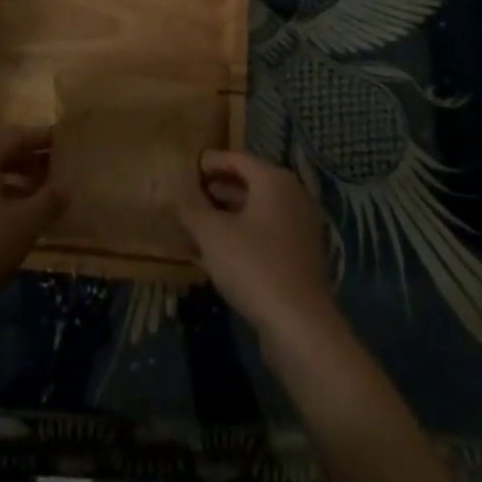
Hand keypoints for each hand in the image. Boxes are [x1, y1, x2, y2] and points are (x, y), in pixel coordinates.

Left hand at [0, 125, 64, 315]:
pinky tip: (13, 221)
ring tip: (40, 199)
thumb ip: (50, 200)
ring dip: (14, 182)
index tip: (66, 144)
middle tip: (57, 173)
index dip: (44, 139)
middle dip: (30, 161)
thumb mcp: (25, 223)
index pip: (17, 134)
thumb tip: (65, 187)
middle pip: (0, 152)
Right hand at [177, 150, 335, 337]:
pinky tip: (220, 251)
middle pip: (250, 183)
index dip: (212, 162)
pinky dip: (244, 234)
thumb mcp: (212, 233)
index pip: (238, 159)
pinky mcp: (301, 256)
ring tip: (200, 223)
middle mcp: (292, 196)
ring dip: (229, 214)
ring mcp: (300, 226)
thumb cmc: (253, 264)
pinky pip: (267, 233)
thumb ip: (192, 208)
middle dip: (219, 188)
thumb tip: (180, 194)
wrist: (298, 323)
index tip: (191, 167)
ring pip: (258, 210)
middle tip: (192, 194)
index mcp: (274, 180)